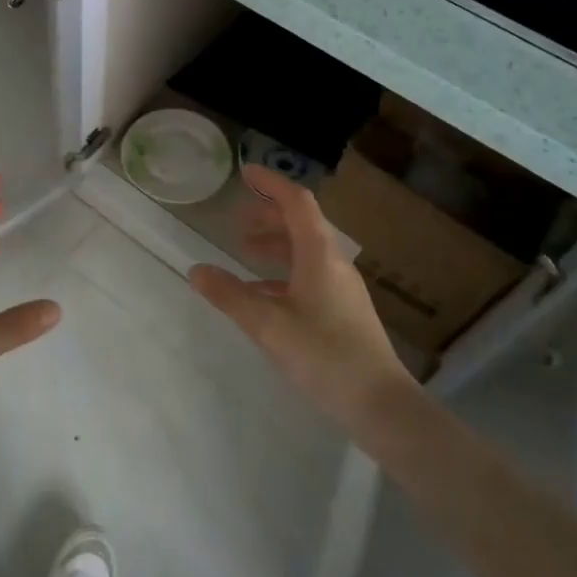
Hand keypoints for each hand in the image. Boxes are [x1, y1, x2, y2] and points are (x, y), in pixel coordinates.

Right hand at [190, 165, 414, 432]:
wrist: (380, 403)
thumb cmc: (324, 355)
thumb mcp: (268, 325)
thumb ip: (230, 295)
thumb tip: (196, 270)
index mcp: (319, 254)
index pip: (296, 202)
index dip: (270, 183)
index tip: (245, 173)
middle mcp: (334, 263)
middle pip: (300, 224)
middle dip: (268, 216)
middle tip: (237, 221)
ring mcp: (342, 288)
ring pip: (305, 252)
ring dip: (275, 246)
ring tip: (244, 253)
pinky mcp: (343, 311)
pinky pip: (309, 277)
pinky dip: (283, 275)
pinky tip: (262, 295)